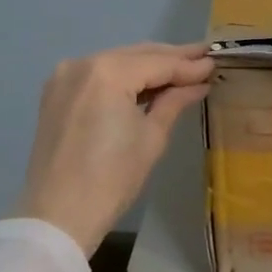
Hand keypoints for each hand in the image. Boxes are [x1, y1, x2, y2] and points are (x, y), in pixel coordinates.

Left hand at [16, 42, 215, 255]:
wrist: (57, 216)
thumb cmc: (112, 179)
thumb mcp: (151, 137)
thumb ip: (174, 100)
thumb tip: (199, 82)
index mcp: (108, 72)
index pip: (158, 63)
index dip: (189, 65)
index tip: (215, 62)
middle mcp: (83, 63)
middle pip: (136, 55)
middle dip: (170, 58)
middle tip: (203, 58)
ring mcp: (65, 76)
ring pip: (117, 62)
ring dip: (147, 66)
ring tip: (181, 69)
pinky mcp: (56, 92)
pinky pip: (98, 75)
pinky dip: (122, 77)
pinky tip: (146, 83)